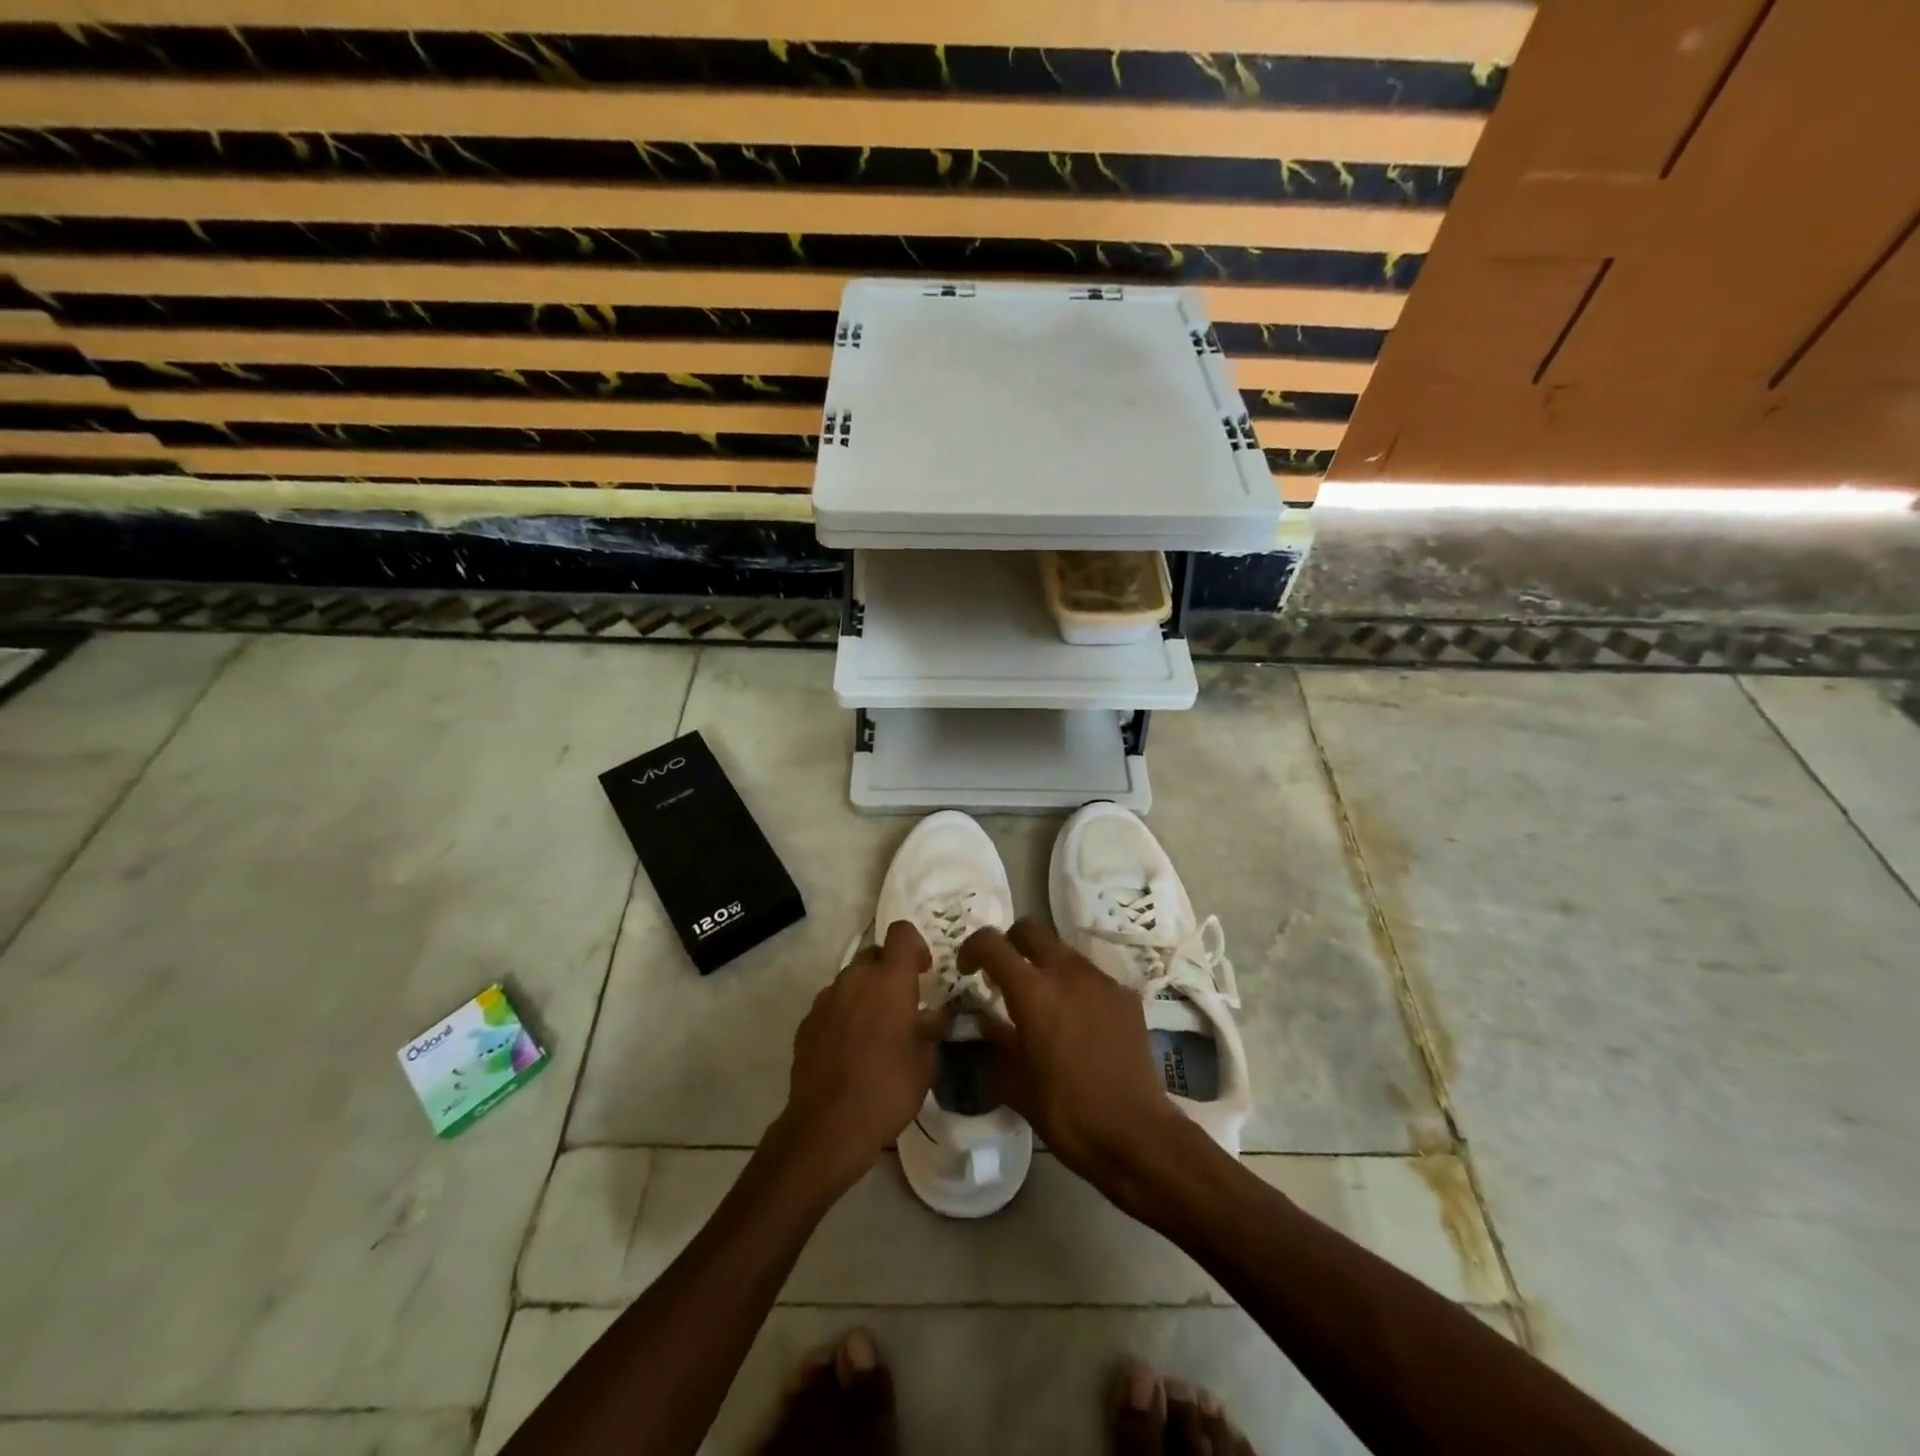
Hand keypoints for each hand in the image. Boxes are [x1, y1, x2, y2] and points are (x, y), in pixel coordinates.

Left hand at [771, 921, 952, 1197]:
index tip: (923, 970)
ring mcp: (826, 999)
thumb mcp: (925, 1063)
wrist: (827, 1127)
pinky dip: (844, 1015)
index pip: (902, 932)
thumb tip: (934, 1017)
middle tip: (902, 1004)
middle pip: (874, 954)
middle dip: (889, 971)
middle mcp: (855, 979)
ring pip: (851, 980)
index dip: (915, 944)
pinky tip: (850, 1049)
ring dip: (865, 994)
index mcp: (890, 980)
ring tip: (875, 1031)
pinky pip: (832, 1005)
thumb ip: (931, 1030)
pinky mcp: (807, 1022)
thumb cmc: (887, 1090)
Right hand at [959, 918, 1188, 1195]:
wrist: (1135, 1133)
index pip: (992, 943)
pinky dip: (1075, 987)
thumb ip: (996, 1041)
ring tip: (1043, 1002)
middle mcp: (1067, 972)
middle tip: (1004, 974)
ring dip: (1045, 964)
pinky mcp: (1126, 995)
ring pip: (1063, 950)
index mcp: (1032, 990)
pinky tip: (1078, 1023)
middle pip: (1031, 929)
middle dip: (1011, 943)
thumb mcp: (1014, 1082)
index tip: (968, 970)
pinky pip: (1091, 977)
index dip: (972, 948)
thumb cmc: (1065, 1111)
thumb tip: (987, 1021)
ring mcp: (1101, 980)